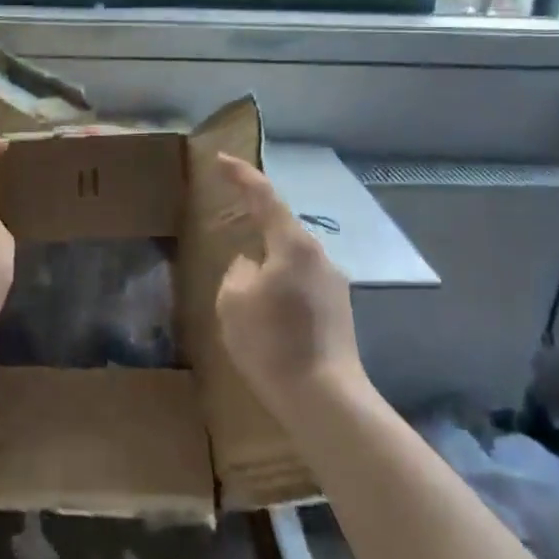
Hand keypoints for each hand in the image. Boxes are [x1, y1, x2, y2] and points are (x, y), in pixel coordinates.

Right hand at [214, 153, 362, 408]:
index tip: (220, 159)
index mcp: (293, 245)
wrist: (325, 399)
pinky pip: (301, 281)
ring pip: (292, 257)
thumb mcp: (234, 301)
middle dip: (255, 222)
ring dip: (268, 259)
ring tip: (245, 281)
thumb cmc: (272, 342)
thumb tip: (252, 266)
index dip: (241, 175)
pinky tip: (267, 309)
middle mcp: (319, 256)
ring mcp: (334, 284)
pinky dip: (280, 283)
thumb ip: (238, 271)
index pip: (264, 196)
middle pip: (281, 226)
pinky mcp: (338, 311)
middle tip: (229, 222)